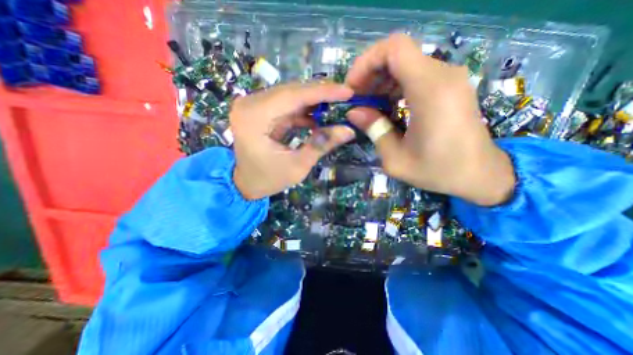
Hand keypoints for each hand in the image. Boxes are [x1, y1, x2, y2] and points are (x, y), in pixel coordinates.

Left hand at [232, 80, 355, 200]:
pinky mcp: (260, 111)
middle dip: (320, 94)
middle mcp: (249, 104)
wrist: (246, 183)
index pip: (292, 96)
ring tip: (337, 105)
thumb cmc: (268, 179)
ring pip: (290, 96)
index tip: (346, 91)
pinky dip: (305, 110)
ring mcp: (253, 106)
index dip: (322, 92)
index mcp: (253, 118)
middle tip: (345, 96)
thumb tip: (348, 130)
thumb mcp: (297, 166)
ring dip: (314, 101)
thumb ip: (321, 145)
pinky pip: (287, 105)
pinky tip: (320, 116)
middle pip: (291, 91)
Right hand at [345, 34, 512, 204]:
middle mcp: (443, 75)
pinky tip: (387, 106)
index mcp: (430, 91)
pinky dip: (395, 86)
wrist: (479, 174)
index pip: (394, 49)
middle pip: (398, 54)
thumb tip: (354, 112)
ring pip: (406, 63)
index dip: (366, 62)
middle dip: (370, 74)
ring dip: (381, 80)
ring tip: (369, 105)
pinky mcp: (450, 86)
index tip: (353, 87)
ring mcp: (449, 78)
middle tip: (357, 99)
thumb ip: (374, 130)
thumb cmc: (437, 170)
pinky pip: (416, 74)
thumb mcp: (395, 158)